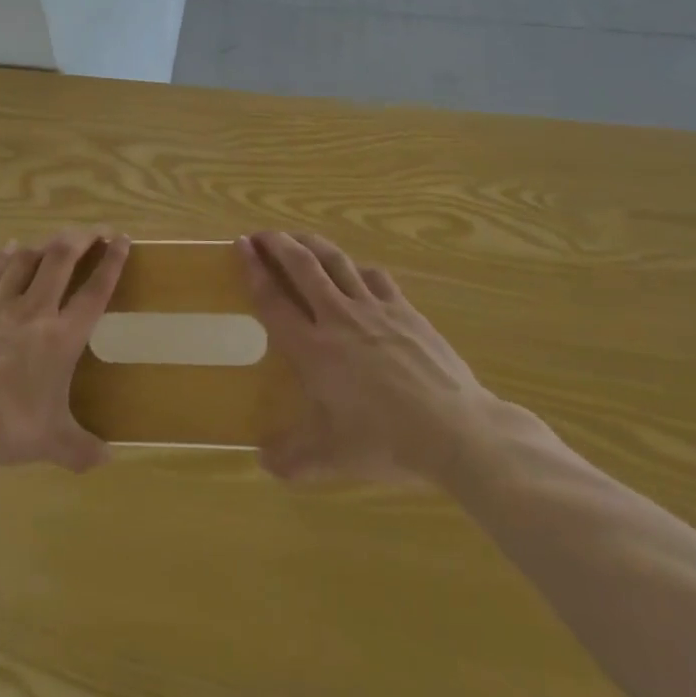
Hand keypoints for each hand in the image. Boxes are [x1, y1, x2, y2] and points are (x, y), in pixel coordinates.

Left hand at [0, 229, 128, 472]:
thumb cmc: (2, 422)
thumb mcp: (48, 442)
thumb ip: (81, 449)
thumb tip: (108, 459)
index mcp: (61, 336)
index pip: (95, 291)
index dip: (112, 263)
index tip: (122, 240)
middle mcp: (35, 310)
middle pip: (61, 259)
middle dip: (81, 238)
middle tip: (95, 230)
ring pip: (26, 259)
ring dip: (45, 244)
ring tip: (57, 240)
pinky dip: (2, 256)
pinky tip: (8, 248)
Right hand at [239, 232, 489, 484]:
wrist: (454, 430)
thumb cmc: (386, 442)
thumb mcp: (332, 459)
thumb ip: (292, 460)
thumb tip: (263, 461)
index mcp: (313, 349)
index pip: (273, 300)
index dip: (253, 270)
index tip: (240, 246)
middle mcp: (338, 318)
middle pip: (302, 266)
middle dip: (277, 244)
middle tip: (261, 234)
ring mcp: (374, 309)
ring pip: (336, 262)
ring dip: (312, 244)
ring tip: (298, 238)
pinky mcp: (405, 310)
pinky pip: (374, 277)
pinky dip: (357, 268)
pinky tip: (355, 270)